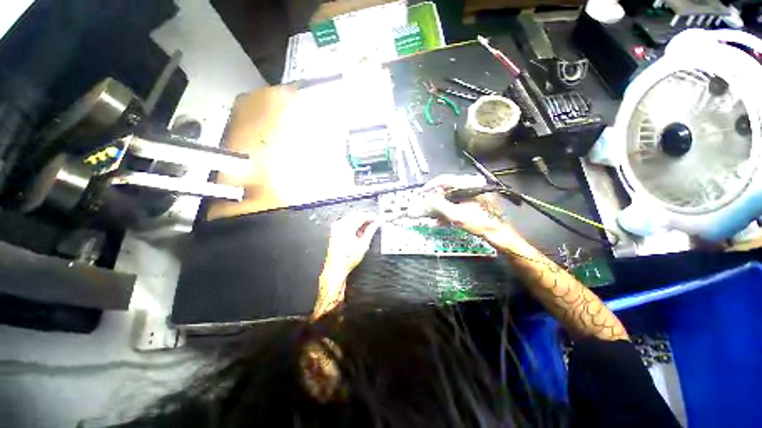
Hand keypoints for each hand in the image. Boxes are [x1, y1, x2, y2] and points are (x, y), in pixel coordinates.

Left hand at [323, 211, 379, 278]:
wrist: (336, 268)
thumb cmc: (349, 258)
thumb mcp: (363, 245)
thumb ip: (371, 231)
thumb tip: (377, 223)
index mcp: (347, 227)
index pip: (361, 216)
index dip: (371, 216)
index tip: (377, 218)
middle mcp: (340, 225)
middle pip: (356, 214)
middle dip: (366, 217)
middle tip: (374, 221)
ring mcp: (336, 227)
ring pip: (351, 217)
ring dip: (360, 220)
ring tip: (369, 227)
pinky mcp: (335, 231)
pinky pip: (347, 222)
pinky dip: (354, 223)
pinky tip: (360, 230)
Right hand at [422, 174, 509, 238]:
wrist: (499, 234)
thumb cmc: (481, 223)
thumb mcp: (456, 215)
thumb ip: (439, 205)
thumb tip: (426, 198)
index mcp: (470, 183)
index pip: (445, 179)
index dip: (431, 186)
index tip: (422, 193)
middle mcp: (473, 184)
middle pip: (447, 189)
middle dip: (435, 200)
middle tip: (427, 206)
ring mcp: (475, 192)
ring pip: (452, 197)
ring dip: (441, 206)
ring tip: (433, 215)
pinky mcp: (476, 201)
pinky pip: (458, 202)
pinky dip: (449, 210)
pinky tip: (442, 220)